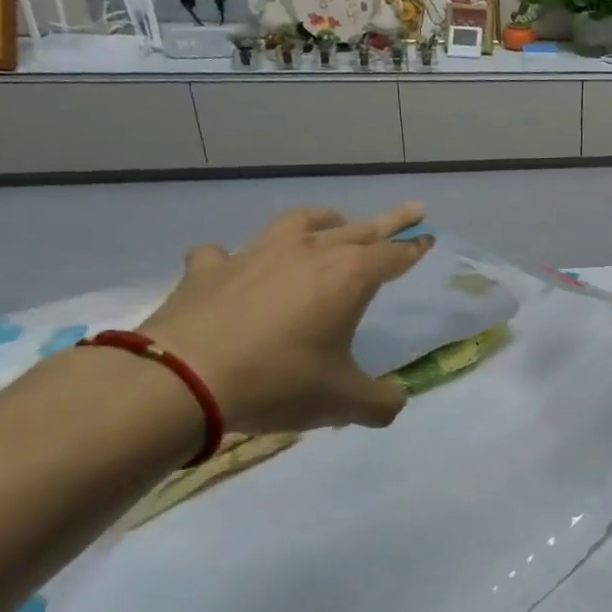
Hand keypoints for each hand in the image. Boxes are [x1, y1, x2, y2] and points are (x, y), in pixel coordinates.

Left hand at [136, 204, 433, 434]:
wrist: (183, 380)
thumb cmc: (279, 381)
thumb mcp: (343, 402)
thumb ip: (380, 402)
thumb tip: (395, 402)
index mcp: (349, 277)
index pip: (394, 255)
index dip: (414, 248)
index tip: (428, 238)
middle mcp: (309, 253)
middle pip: (359, 229)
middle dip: (390, 221)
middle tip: (412, 209)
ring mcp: (256, 255)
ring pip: (299, 222)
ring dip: (323, 220)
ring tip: (333, 220)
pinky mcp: (210, 269)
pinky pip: (225, 253)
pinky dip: (235, 258)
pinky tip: (232, 266)